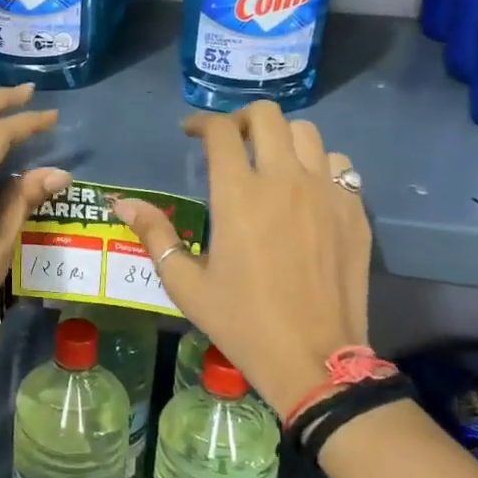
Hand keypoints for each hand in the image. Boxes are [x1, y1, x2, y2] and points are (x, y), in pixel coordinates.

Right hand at [112, 103, 369, 414]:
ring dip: (283, 137)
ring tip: (270, 161)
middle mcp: (284, 181)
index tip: (191, 133)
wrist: (314, 360)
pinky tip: (307, 189)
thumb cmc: (242, 322)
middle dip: (242, 119)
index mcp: (239, 195)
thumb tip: (122, 203)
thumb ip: (155, 235)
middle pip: (267, 116)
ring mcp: (326, 193)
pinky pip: (339, 166)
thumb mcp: (186, 284)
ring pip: (308, 133)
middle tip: (231, 142)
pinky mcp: (354, 211)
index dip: (201, 123)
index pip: (220, 131)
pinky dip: (319, 165)